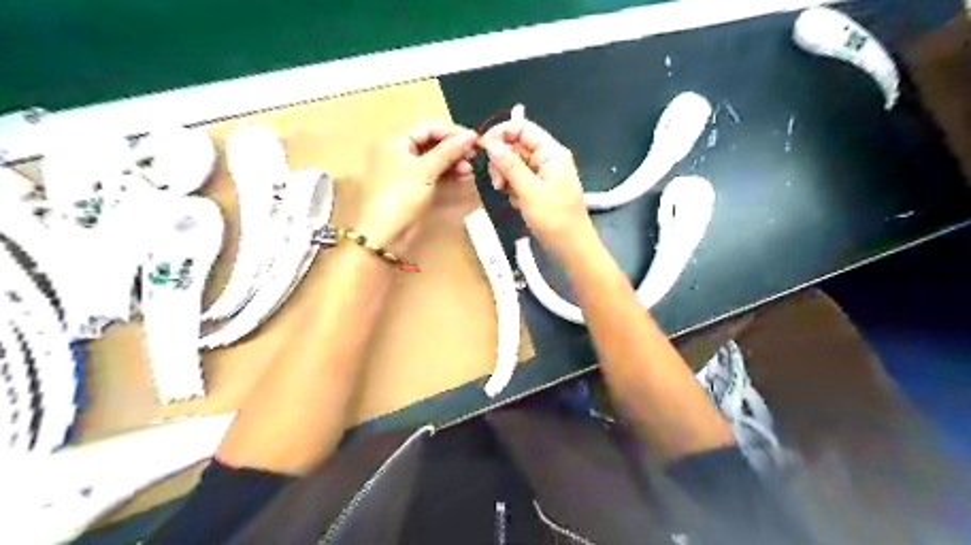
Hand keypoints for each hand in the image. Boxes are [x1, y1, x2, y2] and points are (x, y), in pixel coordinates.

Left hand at [356, 124, 477, 253]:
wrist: (386, 235)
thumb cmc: (401, 197)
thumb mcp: (425, 170)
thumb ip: (449, 151)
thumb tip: (472, 135)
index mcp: (395, 141)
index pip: (428, 128)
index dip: (452, 132)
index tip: (474, 139)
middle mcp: (400, 152)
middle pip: (432, 143)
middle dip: (454, 149)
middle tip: (474, 156)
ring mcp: (408, 171)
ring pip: (436, 159)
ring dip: (454, 162)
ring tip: (469, 171)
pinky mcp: (415, 187)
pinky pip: (435, 174)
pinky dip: (449, 174)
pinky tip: (464, 178)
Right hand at [476, 117, 590, 260]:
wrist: (572, 250)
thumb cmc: (555, 220)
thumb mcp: (530, 192)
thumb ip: (510, 166)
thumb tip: (492, 144)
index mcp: (552, 153)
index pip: (523, 128)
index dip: (501, 133)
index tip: (482, 147)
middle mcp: (548, 160)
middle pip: (516, 146)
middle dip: (503, 162)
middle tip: (497, 183)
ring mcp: (543, 176)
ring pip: (515, 166)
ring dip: (506, 178)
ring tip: (508, 196)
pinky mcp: (539, 191)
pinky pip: (519, 182)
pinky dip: (513, 190)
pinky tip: (517, 204)